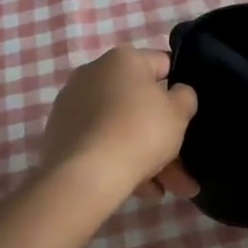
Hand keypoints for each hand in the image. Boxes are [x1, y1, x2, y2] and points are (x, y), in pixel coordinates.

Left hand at [40, 47, 199, 201]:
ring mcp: (72, 105)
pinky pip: (100, 143)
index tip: (188, 112)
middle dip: (163, 133)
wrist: (86, 175)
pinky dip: (120, 161)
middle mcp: (93, 73)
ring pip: (121, 127)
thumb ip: (185, 96)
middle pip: (139, 102)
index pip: (163, 64)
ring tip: (164, 189)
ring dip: (146, 155)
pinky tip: (141, 189)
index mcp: (123, 59)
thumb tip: (177, 94)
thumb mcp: (179, 112)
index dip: (180, 87)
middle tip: (182, 162)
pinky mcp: (59, 134)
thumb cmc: (140, 132)